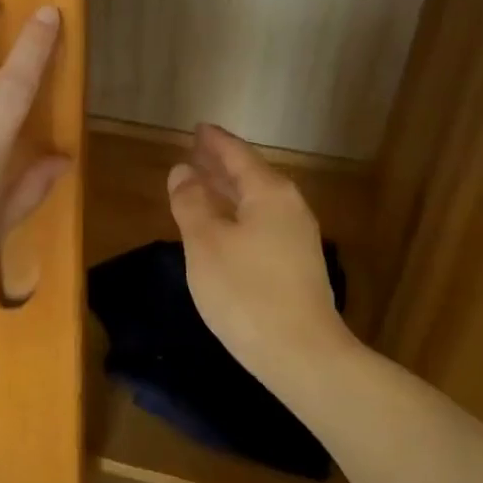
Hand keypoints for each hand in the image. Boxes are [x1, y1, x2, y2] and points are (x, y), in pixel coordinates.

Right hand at [167, 124, 355, 385]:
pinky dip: (238, 215)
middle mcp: (289, 208)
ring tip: (204, 184)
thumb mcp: (206, 243)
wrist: (300, 353)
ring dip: (229, 191)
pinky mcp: (296, 266)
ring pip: (256, 202)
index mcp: (270, 193)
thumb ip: (192, 203)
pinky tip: (224, 227)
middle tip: (196, 151)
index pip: (238, 155)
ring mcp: (297, 238)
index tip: (197, 128)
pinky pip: (261, 224)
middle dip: (222, 164)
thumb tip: (182, 171)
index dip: (215, 142)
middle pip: (251, 176)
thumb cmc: (245, 291)